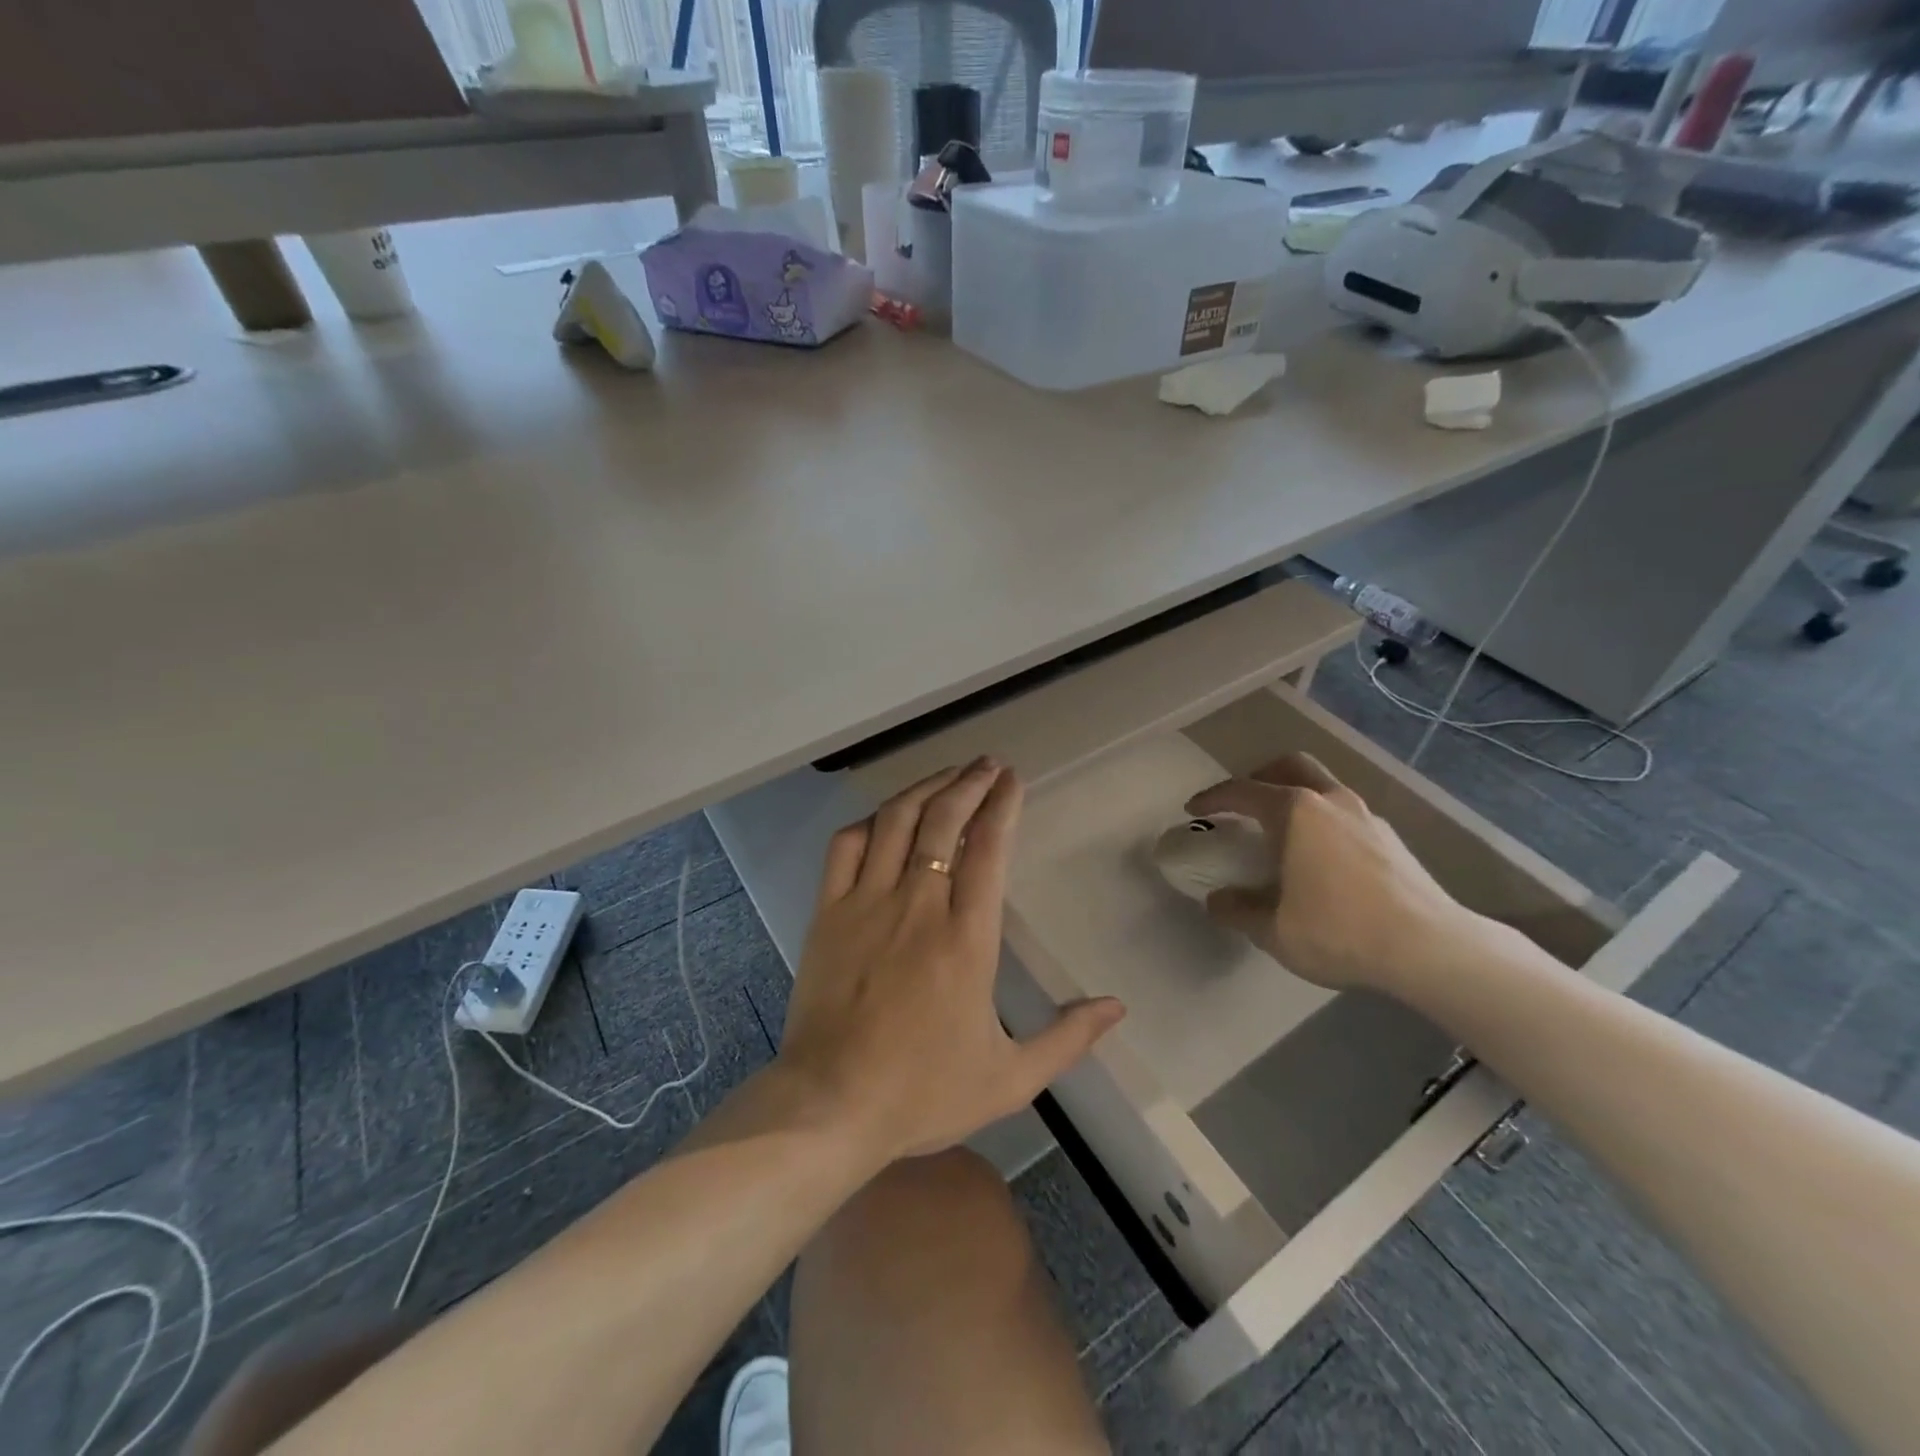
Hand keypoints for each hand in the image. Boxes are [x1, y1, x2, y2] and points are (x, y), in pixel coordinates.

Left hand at [778, 759, 1125, 1163]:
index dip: (1002, 806)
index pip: (988, 849)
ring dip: (925, 789)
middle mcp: (917, 906)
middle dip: (969, 783)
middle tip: (988, 764)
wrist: (830, 1106)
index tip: (1013, 780)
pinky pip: (845, 847)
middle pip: (943, 820)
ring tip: (948, 773)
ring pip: (896, 822)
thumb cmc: (922, 1092)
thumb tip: (1117, 1007)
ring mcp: (866, 904)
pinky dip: (869, 822)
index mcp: (966, 939)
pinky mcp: (827, 913)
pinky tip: (886, 816)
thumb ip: (1068, 1038)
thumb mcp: (1010, 1079)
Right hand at [1186, 752, 1476, 994]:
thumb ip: (1238, 910)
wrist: (1429, 948)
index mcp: (1296, 812)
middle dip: (1261, 776)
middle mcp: (1331, 801)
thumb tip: (1218, 900)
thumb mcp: (1273, 930)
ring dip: (1297, 797)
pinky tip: (1322, 858)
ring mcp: (1367, 816)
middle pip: (1291, 766)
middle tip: (1244, 802)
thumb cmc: (1339, 931)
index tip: (1193, 809)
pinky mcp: (1392, 839)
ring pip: (1324, 787)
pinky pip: (1346, 814)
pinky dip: (1324, 821)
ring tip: (1283, 832)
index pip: (1243, 791)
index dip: (1213, 797)